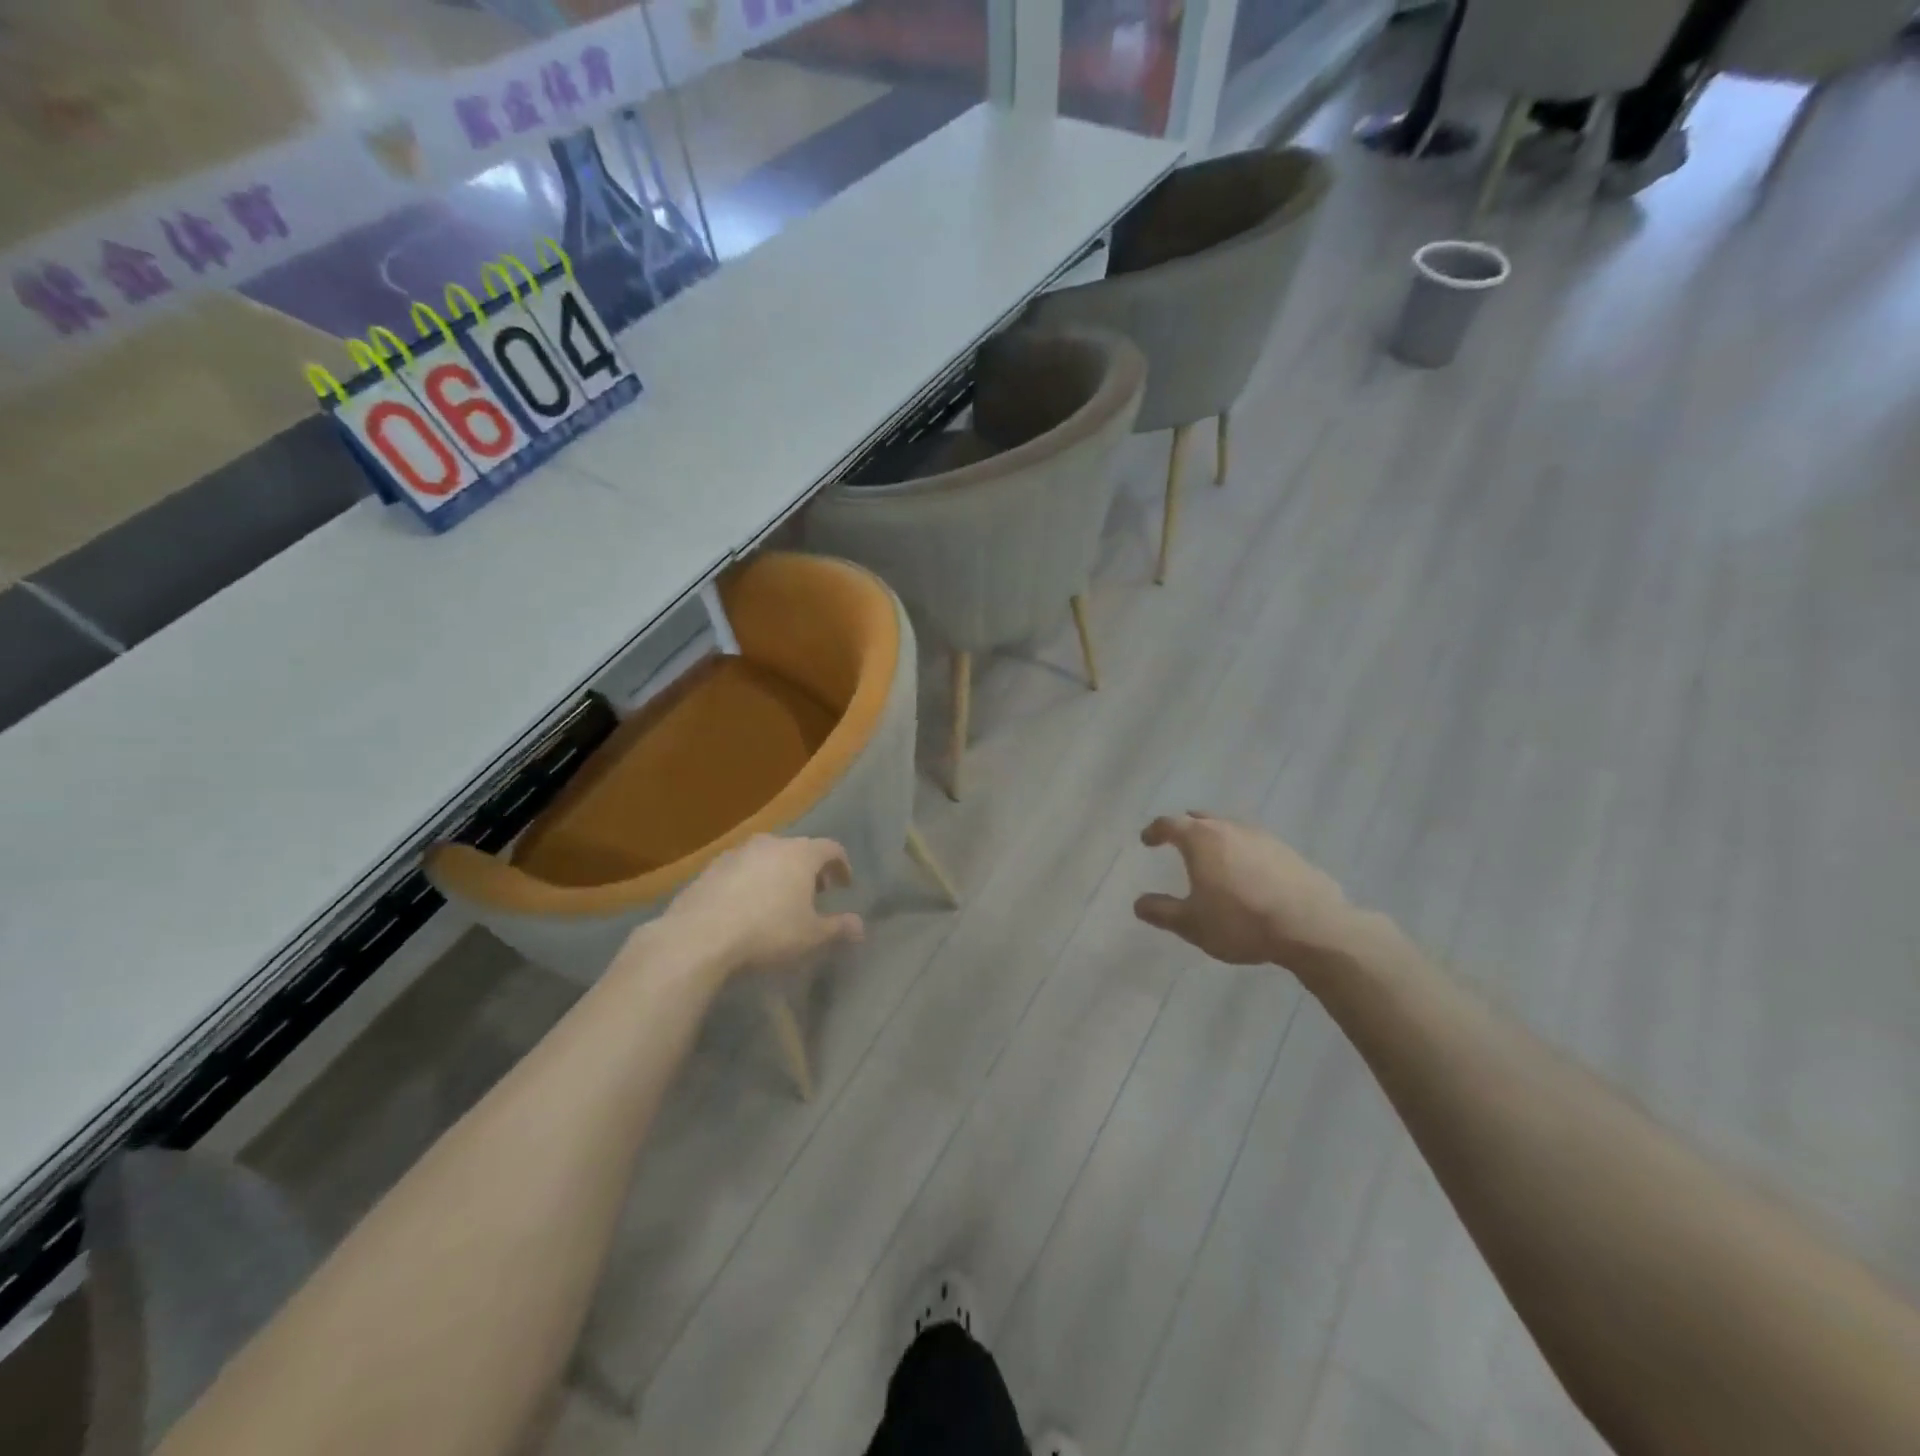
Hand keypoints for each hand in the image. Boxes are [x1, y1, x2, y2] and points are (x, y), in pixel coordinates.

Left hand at [654, 835, 863, 975]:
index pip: (831, 848)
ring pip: (767, 857)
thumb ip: (838, 928)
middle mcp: (771, 843)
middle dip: (809, 870)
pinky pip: (740, 869)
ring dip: (777, 873)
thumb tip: (860, 927)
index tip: (844, 886)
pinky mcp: (709, 867)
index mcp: (801, 853)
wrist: (699, 936)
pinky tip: (744, 906)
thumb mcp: (811, 935)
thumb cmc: (767, 931)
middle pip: (798, 849)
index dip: (842, 866)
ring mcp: (737, 852)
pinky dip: (750, 881)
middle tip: (813, 895)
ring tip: (777, 901)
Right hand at [1134, 812, 1362, 968]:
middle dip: (1187, 828)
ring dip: (1217, 839)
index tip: (1147, 840)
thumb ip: (1162, 911)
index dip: (1155, 831)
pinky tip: (1248, 873)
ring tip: (1214, 858)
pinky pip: (1256, 845)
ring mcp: (1263, 837)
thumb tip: (1139, 903)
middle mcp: (1230, 829)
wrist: (1311, 927)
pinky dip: (1244, 852)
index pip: (1169, 824)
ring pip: (1231, 829)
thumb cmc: (1241, 922)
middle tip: (1178, 840)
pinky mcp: (1288, 852)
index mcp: (1201, 840)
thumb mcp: (1192, 924)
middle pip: (1202, 819)